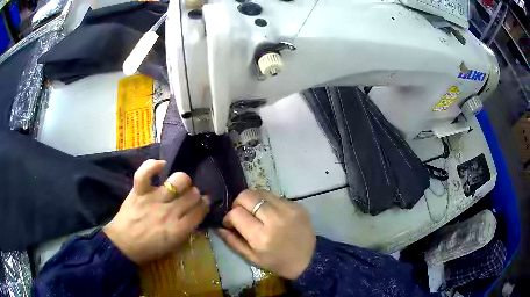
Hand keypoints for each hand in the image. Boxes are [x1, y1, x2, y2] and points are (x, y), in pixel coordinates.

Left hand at [104, 159, 208, 263]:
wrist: (123, 246)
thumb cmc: (149, 249)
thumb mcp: (173, 246)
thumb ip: (186, 230)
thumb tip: (195, 214)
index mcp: (179, 229)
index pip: (200, 210)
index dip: (205, 204)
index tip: (203, 202)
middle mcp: (169, 212)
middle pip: (192, 194)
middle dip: (195, 194)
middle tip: (190, 196)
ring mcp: (153, 199)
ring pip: (178, 181)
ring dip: (183, 181)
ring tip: (179, 184)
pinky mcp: (139, 192)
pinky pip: (146, 173)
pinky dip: (153, 165)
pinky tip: (161, 165)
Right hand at [217, 190, 315, 279]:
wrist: (309, 259)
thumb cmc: (278, 262)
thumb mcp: (252, 258)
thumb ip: (232, 241)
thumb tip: (219, 226)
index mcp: (261, 237)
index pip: (236, 213)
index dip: (229, 216)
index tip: (231, 223)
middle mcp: (274, 219)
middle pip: (247, 196)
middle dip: (238, 203)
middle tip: (241, 213)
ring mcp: (288, 209)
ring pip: (260, 191)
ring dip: (252, 200)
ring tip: (255, 212)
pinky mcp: (297, 205)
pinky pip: (274, 196)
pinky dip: (267, 202)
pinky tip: (270, 213)